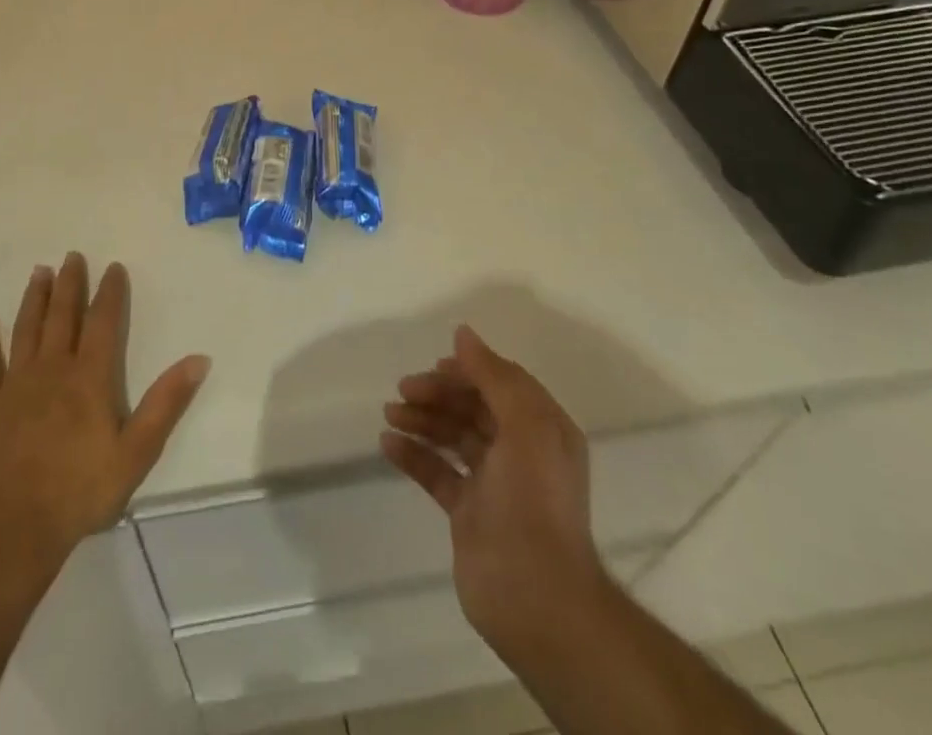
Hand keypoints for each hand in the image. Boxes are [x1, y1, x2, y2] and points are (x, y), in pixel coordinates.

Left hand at [0, 254, 209, 569]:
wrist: (15, 530)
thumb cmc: (82, 491)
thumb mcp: (137, 451)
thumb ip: (166, 402)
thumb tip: (199, 358)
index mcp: (89, 377)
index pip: (102, 322)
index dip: (109, 292)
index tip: (113, 266)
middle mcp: (52, 369)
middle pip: (62, 316)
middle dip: (68, 284)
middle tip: (71, 256)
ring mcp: (16, 385)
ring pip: (26, 329)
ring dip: (33, 299)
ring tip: (39, 272)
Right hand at [381, 326, 605, 668]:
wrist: (535, 598)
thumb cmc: (534, 501)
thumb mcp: (525, 426)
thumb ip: (494, 376)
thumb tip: (463, 333)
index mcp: (542, 428)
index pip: (501, 383)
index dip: (468, 370)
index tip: (434, 366)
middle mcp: (521, 451)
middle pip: (473, 407)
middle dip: (439, 393)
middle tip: (403, 390)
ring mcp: (494, 483)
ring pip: (452, 436)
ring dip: (422, 419)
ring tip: (390, 414)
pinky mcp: (469, 513)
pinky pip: (437, 472)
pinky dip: (414, 455)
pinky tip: (388, 444)